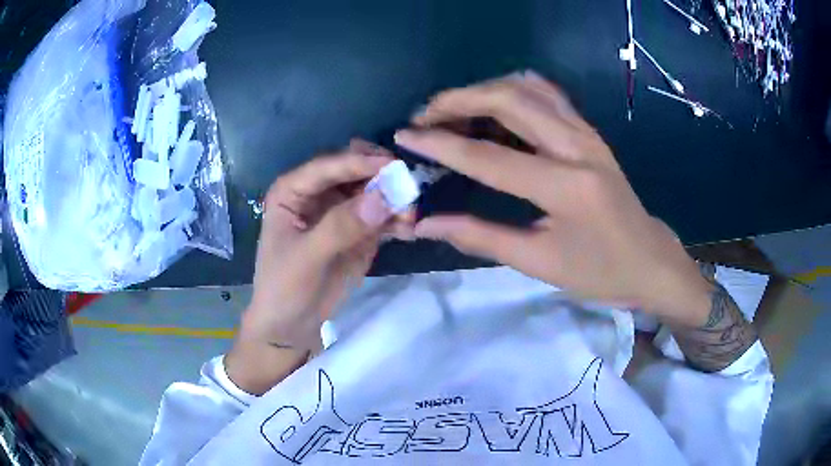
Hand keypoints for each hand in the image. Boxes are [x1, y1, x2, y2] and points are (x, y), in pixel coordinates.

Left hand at [226, 141, 402, 393]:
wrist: (292, 325)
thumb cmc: (284, 288)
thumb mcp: (306, 258)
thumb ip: (340, 227)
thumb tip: (382, 197)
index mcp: (293, 190)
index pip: (328, 166)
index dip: (359, 163)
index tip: (393, 166)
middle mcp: (318, 193)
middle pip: (354, 169)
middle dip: (381, 176)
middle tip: (405, 188)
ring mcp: (341, 210)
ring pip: (374, 191)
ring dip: (394, 199)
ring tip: (410, 217)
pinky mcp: (359, 230)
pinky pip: (383, 215)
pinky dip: (397, 219)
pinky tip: (409, 230)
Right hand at [395, 72, 713, 327]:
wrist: (650, 259)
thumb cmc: (599, 271)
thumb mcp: (538, 262)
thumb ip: (479, 237)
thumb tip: (426, 224)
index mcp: (565, 187)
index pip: (489, 157)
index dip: (441, 144)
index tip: (404, 135)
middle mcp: (577, 146)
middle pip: (509, 99)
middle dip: (458, 100)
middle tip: (425, 116)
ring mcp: (586, 132)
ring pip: (527, 87)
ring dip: (483, 89)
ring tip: (452, 108)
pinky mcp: (590, 131)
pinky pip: (547, 93)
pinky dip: (512, 89)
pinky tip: (493, 103)